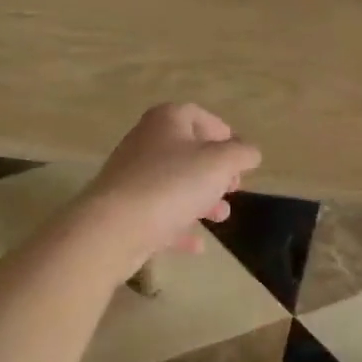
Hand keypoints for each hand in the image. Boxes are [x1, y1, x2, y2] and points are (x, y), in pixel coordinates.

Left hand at [67, 104, 261, 281]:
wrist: (112, 229)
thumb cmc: (172, 184)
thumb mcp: (220, 163)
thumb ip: (242, 154)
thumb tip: (250, 152)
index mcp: (168, 120)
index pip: (201, 116)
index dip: (224, 135)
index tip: (240, 158)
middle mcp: (146, 141)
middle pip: (188, 151)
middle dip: (215, 171)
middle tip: (232, 188)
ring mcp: (131, 176)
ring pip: (174, 183)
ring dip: (201, 199)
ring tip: (221, 217)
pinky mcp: (123, 209)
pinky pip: (158, 213)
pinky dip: (179, 225)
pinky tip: (197, 245)